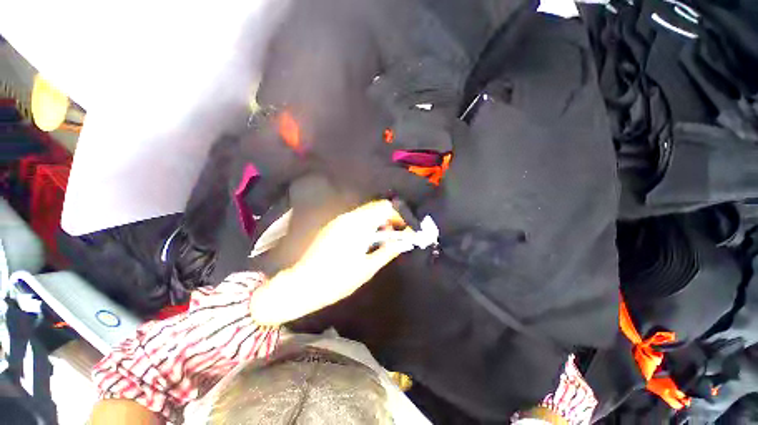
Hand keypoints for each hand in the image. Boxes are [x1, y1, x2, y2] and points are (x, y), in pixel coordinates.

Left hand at [250, 200, 413, 324]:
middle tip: (395, 237)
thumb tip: (403, 242)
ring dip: (378, 222)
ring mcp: (339, 221)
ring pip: (366, 213)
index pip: (385, 208)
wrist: (302, 285)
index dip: (399, 216)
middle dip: (389, 219)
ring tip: (382, 241)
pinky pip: (356, 219)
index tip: (405, 230)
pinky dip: (367, 225)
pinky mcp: (333, 226)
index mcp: (359, 225)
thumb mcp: (367, 268)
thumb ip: (387, 251)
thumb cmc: (337, 280)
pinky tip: (366, 241)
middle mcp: (349, 217)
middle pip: (376, 208)